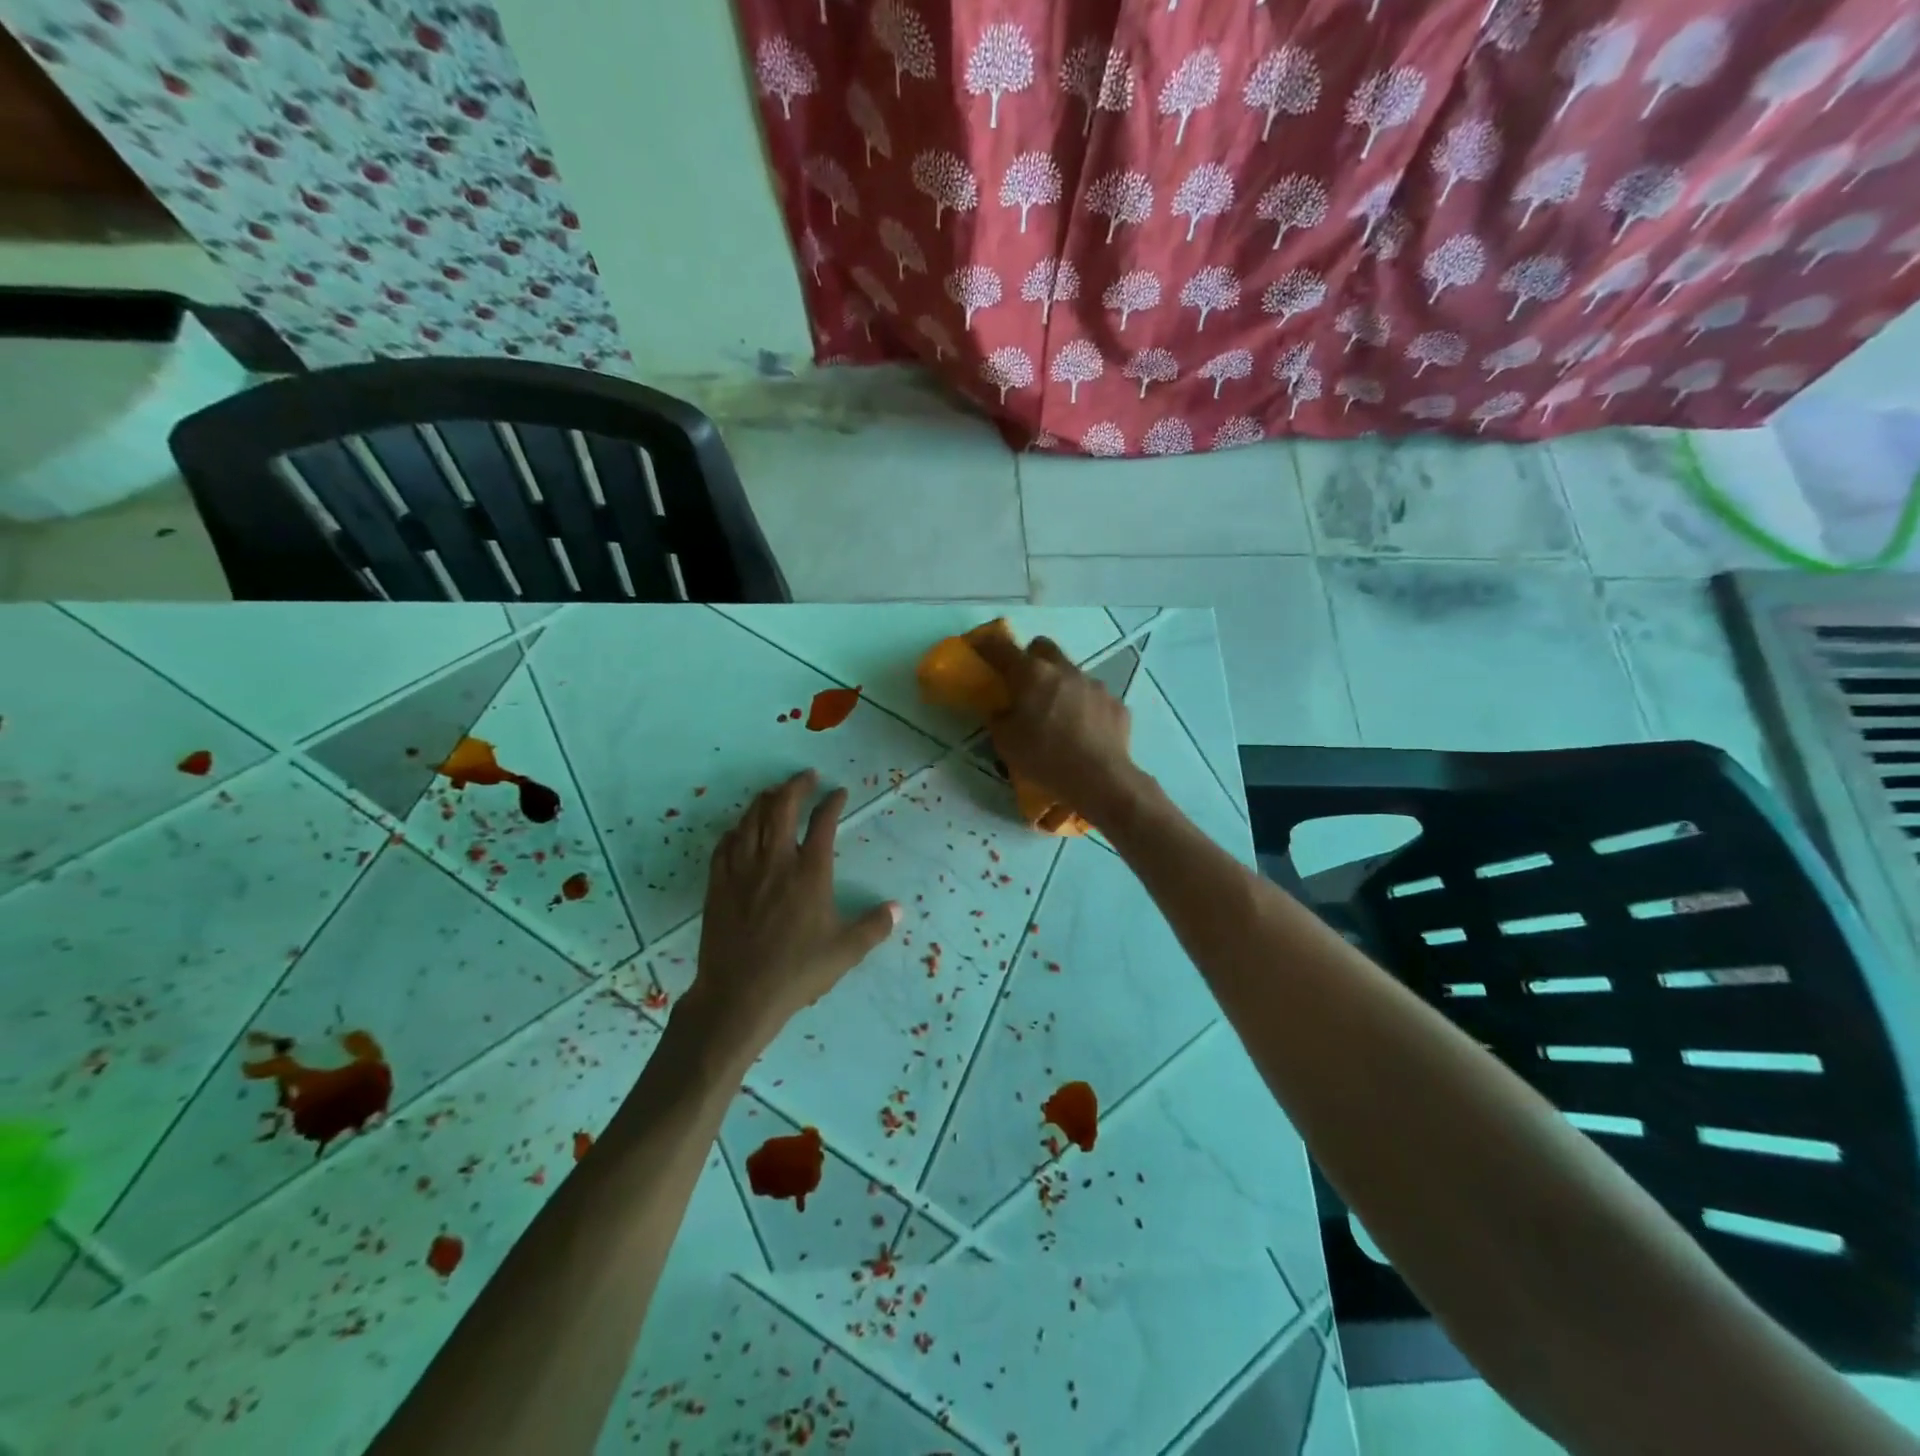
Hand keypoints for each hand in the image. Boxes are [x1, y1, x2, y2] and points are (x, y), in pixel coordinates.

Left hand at [685, 771, 898, 1057]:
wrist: (739, 994)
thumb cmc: (797, 971)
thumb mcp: (845, 951)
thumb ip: (874, 927)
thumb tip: (897, 910)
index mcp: (810, 872)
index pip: (823, 822)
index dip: (832, 802)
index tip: (839, 792)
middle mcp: (776, 861)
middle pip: (782, 808)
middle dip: (795, 786)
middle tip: (806, 777)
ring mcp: (743, 870)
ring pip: (751, 820)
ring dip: (765, 800)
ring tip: (775, 793)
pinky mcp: (719, 884)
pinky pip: (726, 844)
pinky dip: (737, 829)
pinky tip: (740, 829)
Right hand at [968, 633, 1141, 824]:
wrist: (1100, 779)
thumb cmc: (1045, 758)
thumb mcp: (1006, 742)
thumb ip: (999, 718)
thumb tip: (1002, 710)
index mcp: (1032, 674)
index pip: (1002, 648)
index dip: (988, 645)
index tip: (979, 647)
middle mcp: (1064, 670)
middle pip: (1043, 648)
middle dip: (1031, 660)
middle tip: (1025, 685)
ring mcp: (1094, 684)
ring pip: (1071, 673)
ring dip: (1061, 686)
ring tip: (1059, 716)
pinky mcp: (1116, 702)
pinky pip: (1094, 697)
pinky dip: (1086, 708)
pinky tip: (1085, 732)